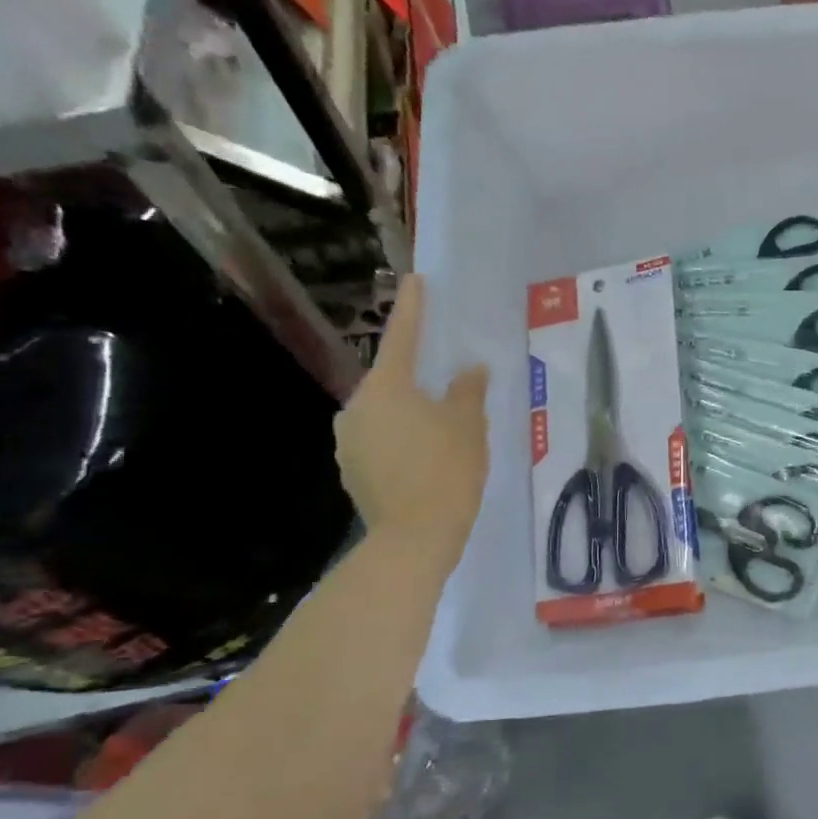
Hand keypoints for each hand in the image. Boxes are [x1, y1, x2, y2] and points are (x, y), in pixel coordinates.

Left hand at [335, 275, 488, 569]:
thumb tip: (468, 370)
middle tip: (448, 381)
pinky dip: (401, 439)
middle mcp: (358, 407)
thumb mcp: (468, 426)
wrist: (414, 538)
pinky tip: (425, 457)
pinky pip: (380, 440)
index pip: (403, 337)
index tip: (416, 280)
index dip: (414, 308)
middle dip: (417, 376)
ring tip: (442, 428)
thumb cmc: (447, 471)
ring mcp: (349, 440)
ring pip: (385, 412)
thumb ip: (467, 391)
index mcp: (387, 388)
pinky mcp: (351, 469)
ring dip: (410, 411)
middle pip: (391, 380)